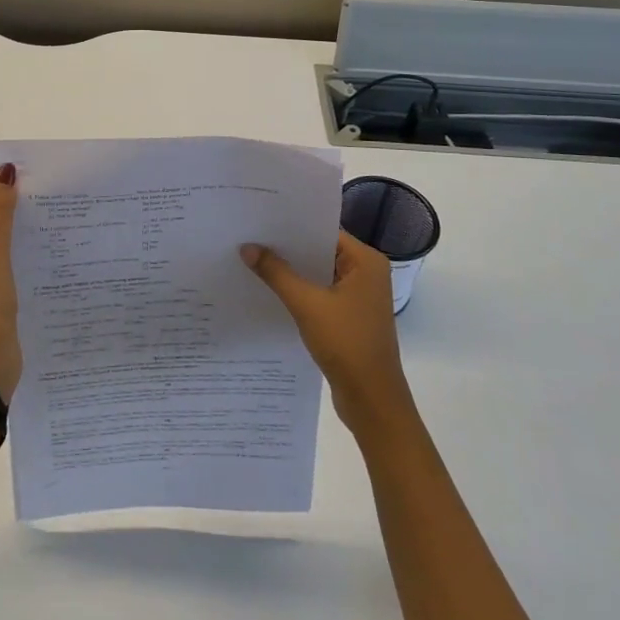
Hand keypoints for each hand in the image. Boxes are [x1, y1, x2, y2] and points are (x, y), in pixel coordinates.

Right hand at [240, 231, 413, 432]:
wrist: (372, 401)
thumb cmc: (346, 344)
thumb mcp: (307, 304)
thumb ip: (276, 273)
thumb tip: (247, 246)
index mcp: (366, 262)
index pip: (325, 231)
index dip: (293, 226)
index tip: (261, 218)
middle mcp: (367, 273)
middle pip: (321, 250)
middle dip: (288, 248)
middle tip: (250, 235)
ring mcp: (359, 297)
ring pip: (319, 273)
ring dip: (292, 271)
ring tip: (254, 259)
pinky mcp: (350, 317)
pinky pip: (320, 293)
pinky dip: (300, 291)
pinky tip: (271, 290)